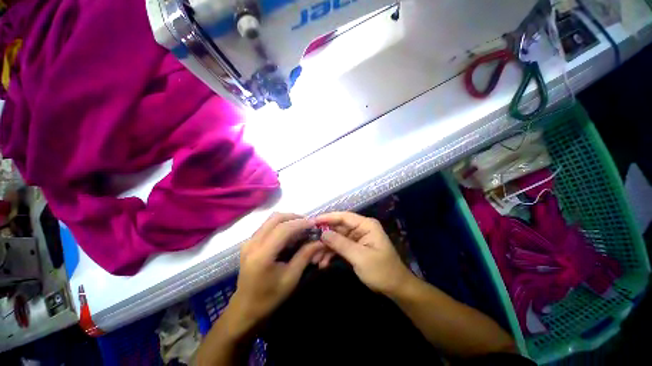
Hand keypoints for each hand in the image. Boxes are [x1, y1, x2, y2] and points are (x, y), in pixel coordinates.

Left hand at [226, 213, 322, 335]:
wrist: (245, 308)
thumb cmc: (269, 297)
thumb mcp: (291, 278)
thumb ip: (305, 255)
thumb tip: (319, 241)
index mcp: (262, 255)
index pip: (283, 229)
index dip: (300, 223)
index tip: (314, 223)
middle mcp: (253, 243)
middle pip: (276, 218)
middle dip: (294, 217)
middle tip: (308, 224)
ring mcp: (249, 241)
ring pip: (271, 219)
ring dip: (288, 219)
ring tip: (301, 227)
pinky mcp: (249, 242)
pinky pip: (267, 225)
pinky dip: (281, 224)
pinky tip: (289, 233)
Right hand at [316, 212, 413, 294]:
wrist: (395, 288)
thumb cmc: (381, 271)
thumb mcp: (360, 257)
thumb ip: (340, 243)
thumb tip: (323, 233)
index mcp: (366, 225)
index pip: (344, 217)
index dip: (328, 218)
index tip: (312, 221)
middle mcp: (361, 228)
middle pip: (338, 227)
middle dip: (325, 236)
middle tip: (310, 243)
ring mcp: (357, 238)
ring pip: (337, 238)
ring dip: (326, 247)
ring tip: (315, 258)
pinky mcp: (354, 247)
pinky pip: (340, 247)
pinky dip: (331, 253)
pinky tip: (323, 262)